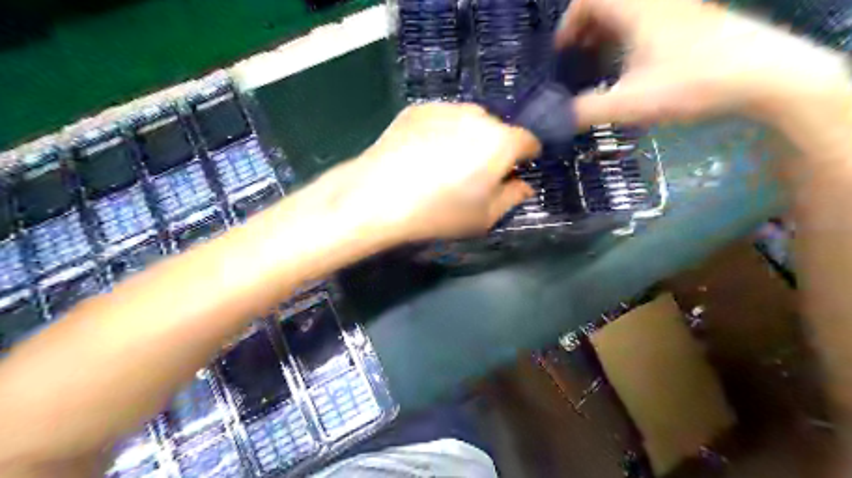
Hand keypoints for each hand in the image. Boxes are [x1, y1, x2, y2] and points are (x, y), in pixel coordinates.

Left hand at [310, 105, 537, 246]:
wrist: (378, 196)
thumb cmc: (438, 212)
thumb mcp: (483, 217)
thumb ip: (512, 198)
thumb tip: (523, 185)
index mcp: (501, 142)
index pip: (529, 141)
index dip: (525, 157)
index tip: (514, 172)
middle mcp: (478, 116)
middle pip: (498, 129)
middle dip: (495, 148)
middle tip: (475, 173)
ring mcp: (446, 107)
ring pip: (470, 121)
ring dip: (468, 137)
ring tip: (446, 163)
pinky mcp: (418, 108)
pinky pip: (443, 118)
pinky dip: (442, 131)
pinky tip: (423, 154)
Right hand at [561, 0, 851, 128]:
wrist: (763, 74)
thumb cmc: (691, 83)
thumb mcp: (629, 103)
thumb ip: (586, 111)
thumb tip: (557, 120)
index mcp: (635, 11)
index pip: (587, 0)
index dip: (568, 24)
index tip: (563, 52)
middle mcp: (655, 2)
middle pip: (607, 3)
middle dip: (586, 30)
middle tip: (579, 60)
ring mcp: (678, 8)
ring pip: (629, 10)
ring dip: (608, 32)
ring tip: (602, 64)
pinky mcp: (694, 19)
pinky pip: (649, 17)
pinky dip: (630, 35)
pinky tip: (633, 64)